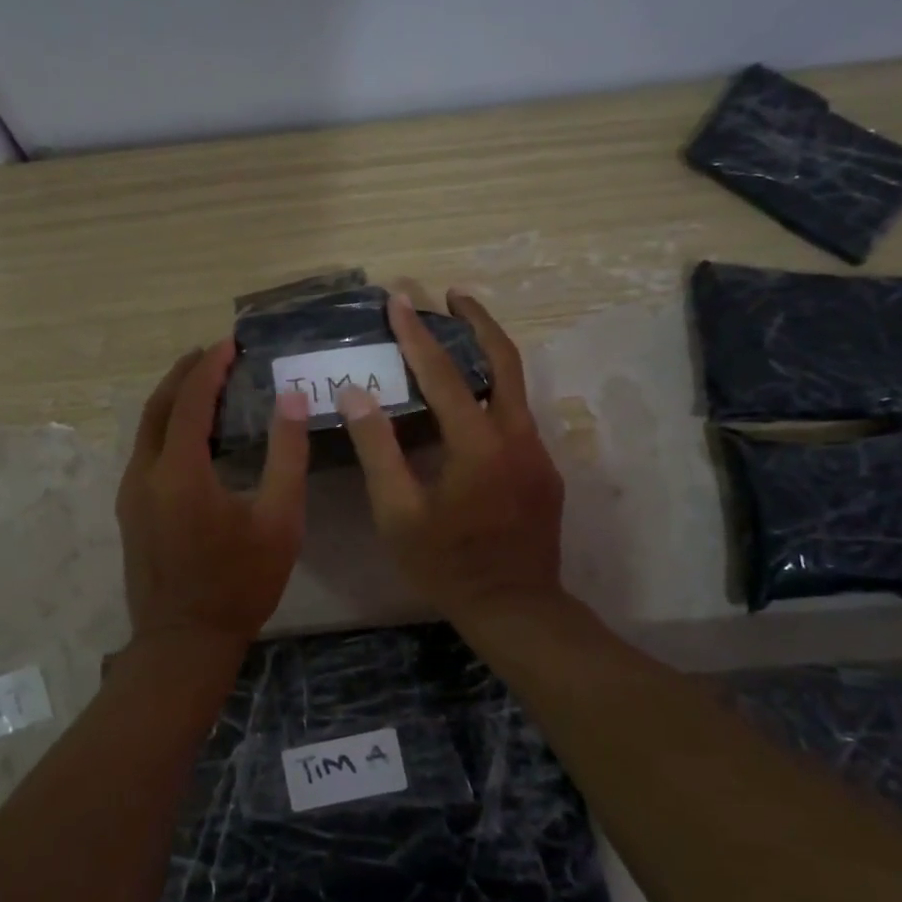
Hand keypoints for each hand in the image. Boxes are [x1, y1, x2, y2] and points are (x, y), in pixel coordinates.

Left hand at [117, 341, 309, 655]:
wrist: (184, 642)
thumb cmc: (240, 583)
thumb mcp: (279, 521)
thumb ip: (287, 455)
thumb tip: (291, 399)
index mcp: (180, 471)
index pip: (190, 400)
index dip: (210, 366)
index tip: (231, 343)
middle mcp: (144, 473)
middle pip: (157, 406)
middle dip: (184, 373)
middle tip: (213, 353)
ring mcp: (130, 494)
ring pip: (145, 429)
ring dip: (172, 400)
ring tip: (203, 384)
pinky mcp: (129, 511)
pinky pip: (144, 452)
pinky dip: (165, 428)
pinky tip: (190, 436)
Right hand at [337, 291, 564, 623]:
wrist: (516, 608)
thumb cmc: (447, 565)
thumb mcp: (398, 514)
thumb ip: (378, 450)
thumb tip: (356, 394)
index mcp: (478, 444)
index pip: (444, 374)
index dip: (417, 334)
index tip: (399, 299)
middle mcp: (517, 436)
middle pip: (503, 359)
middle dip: (477, 320)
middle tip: (451, 293)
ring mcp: (538, 452)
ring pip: (516, 385)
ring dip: (487, 354)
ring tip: (457, 336)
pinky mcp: (545, 470)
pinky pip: (517, 415)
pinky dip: (493, 392)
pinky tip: (469, 404)